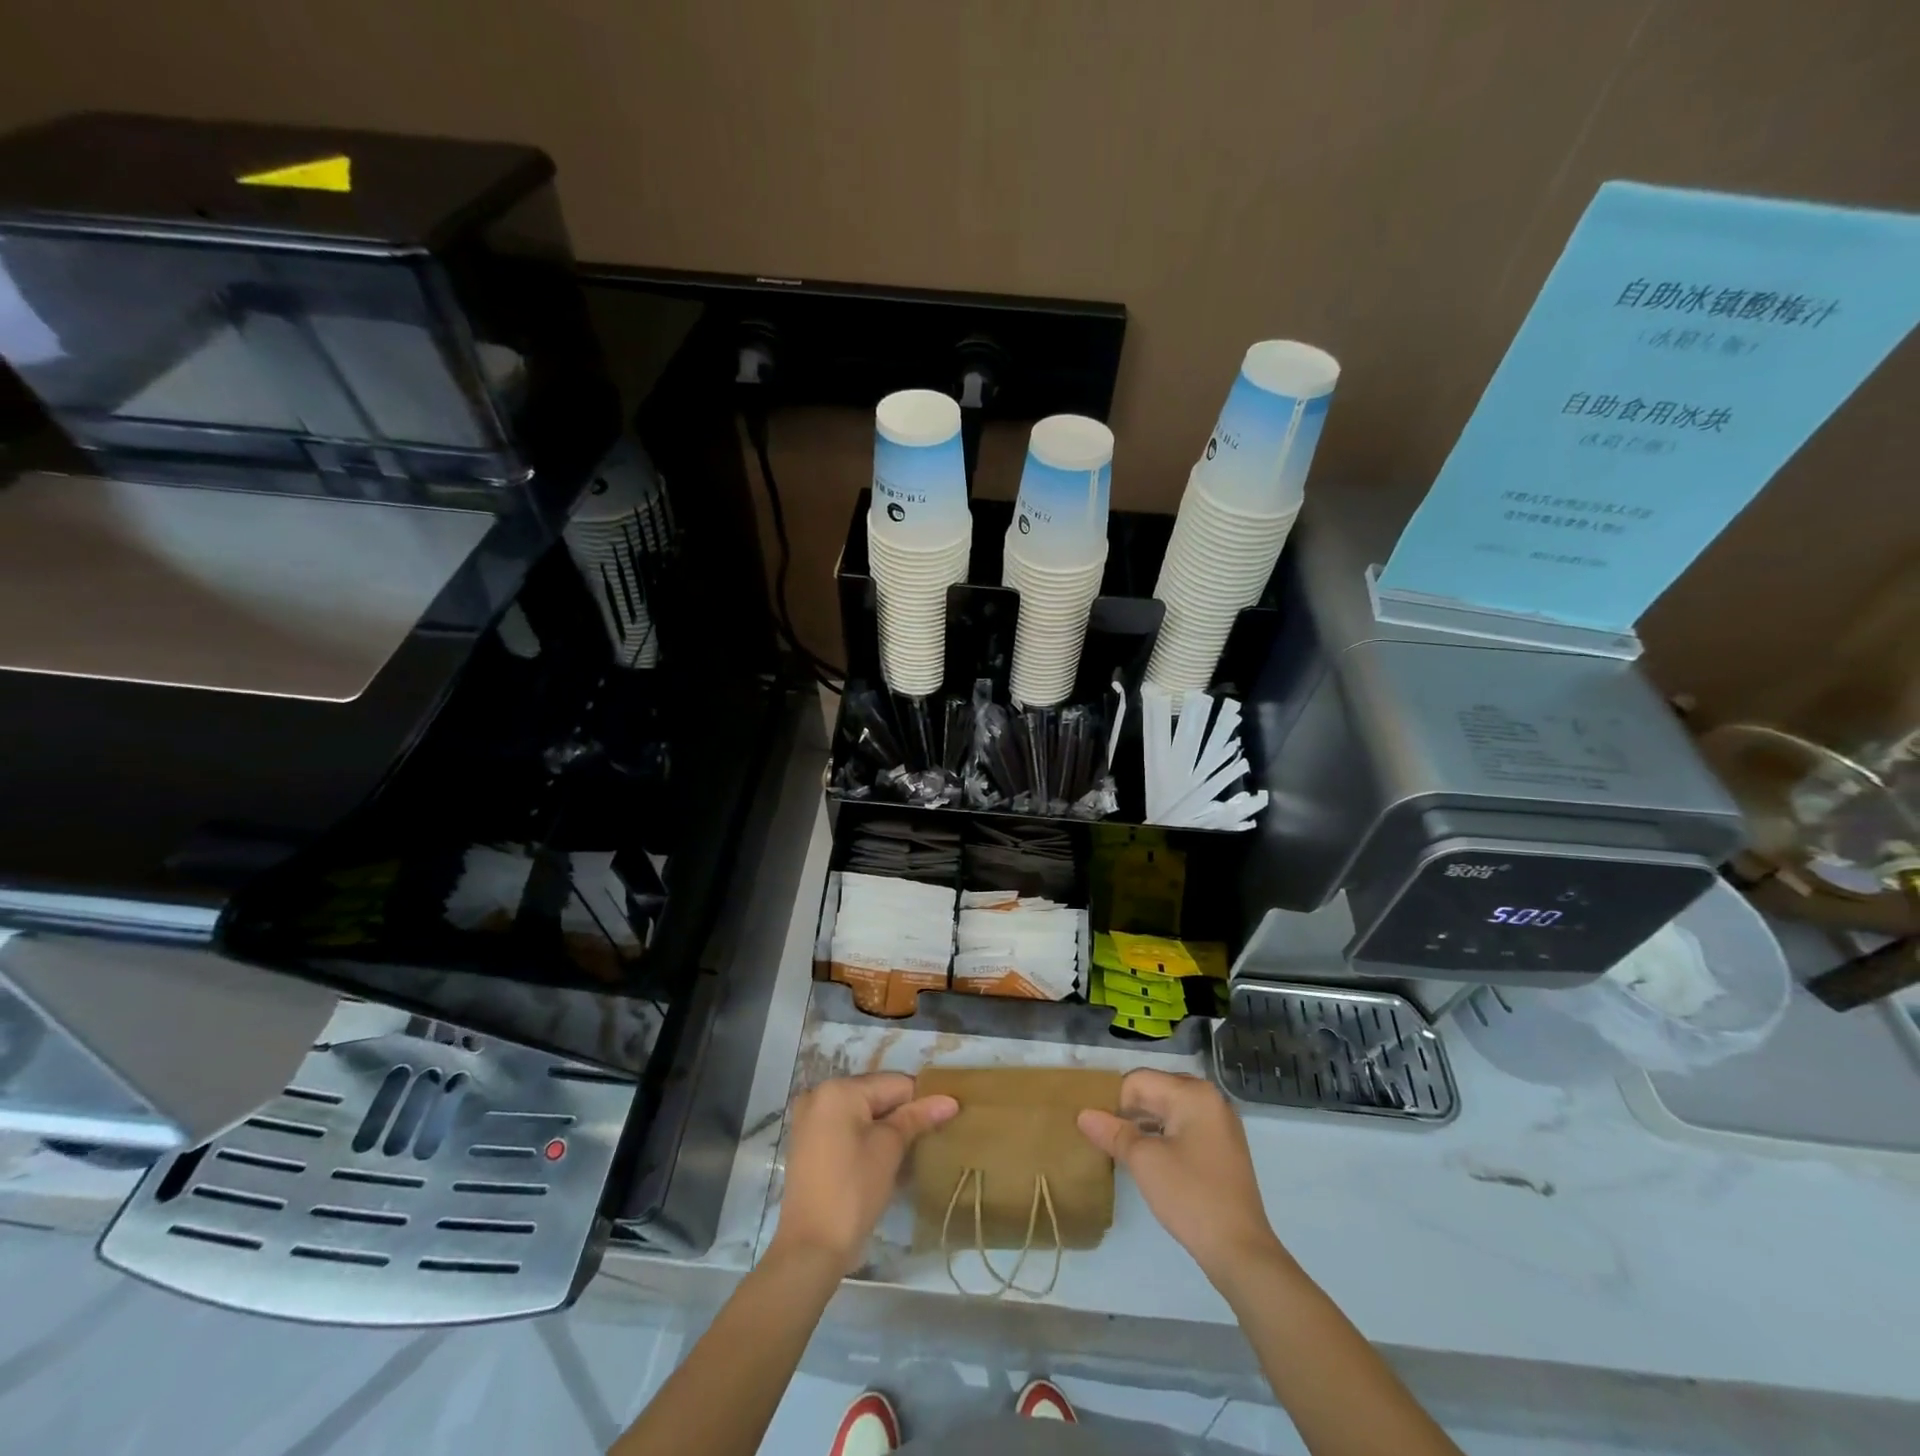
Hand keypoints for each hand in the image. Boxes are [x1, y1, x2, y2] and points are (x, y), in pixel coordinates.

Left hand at [770, 1073, 958, 1274]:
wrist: (810, 1249)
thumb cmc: (853, 1191)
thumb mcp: (889, 1149)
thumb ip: (917, 1118)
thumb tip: (950, 1101)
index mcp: (838, 1089)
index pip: (894, 1083)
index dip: (922, 1101)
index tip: (944, 1121)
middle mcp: (820, 1095)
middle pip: (876, 1095)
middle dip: (903, 1115)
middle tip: (928, 1139)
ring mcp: (810, 1120)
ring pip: (862, 1113)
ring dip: (887, 1129)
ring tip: (911, 1152)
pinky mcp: (809, 1144)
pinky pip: (847, 1129)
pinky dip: (867, 1139)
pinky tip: (885, 1161)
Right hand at [1078, 1070, 1286, 1283]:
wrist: (1241, 1251)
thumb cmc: (1190, 1196)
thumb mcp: (1144, 1161)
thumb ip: (1112, 1132)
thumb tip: (1083, 1114)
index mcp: (1193, 1093)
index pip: (1139, 1081)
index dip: (1115, 1103)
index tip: (1102, 1132)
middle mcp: (1210, 1098)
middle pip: (1156, 1090)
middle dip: (1130, 1111)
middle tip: (1110, 1138)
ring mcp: (1220, 1122)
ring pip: (1170, 1109)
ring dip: (1145, 1124)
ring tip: (1125, 1149)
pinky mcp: (1223, 1146)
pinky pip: (1185, 1126)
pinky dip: (1164, 1135)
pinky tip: (1151, 1159)